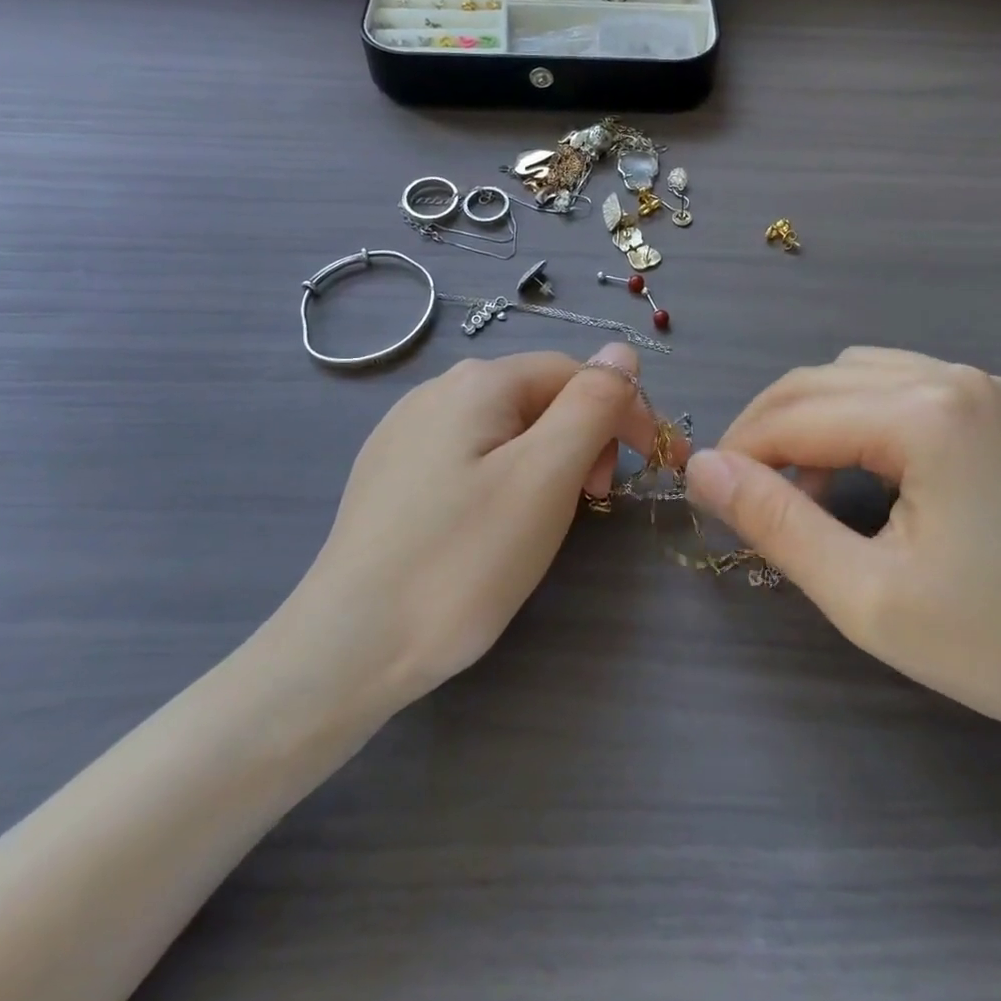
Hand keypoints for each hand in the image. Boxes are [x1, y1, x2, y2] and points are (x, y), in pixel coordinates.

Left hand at [280, 342, 660, 710]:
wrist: (348, 647)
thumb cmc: (462, 560)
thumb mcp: (546, 477)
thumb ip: (592, 404)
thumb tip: (623, 352)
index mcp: (478, 381)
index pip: (577, 373)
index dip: (624, 412)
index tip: (651, 468)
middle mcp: (437, 390)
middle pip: (540, 397)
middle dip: (583, 439)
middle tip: (591, 502)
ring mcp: (406, 430)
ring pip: (506, 430)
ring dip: (546, 461)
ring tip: (544, 519)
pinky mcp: (390, 473)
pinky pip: (468, 457)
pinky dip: (503, 479)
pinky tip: (489, 526)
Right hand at [685, 347, 1000, 754]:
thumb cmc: (994, 646)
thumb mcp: (863, 596)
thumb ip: (774, 522)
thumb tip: (701, 467)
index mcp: (928, 416)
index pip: (796, 414)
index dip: (740, 450)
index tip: (709, 494)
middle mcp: (956, 377)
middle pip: (820, 379)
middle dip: (768, 429)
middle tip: (743, 490)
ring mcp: (987, 385)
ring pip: (856, 374)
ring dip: (811, 418)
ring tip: (803, 486)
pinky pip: (901, 384)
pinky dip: (859, 416)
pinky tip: (864, 469)